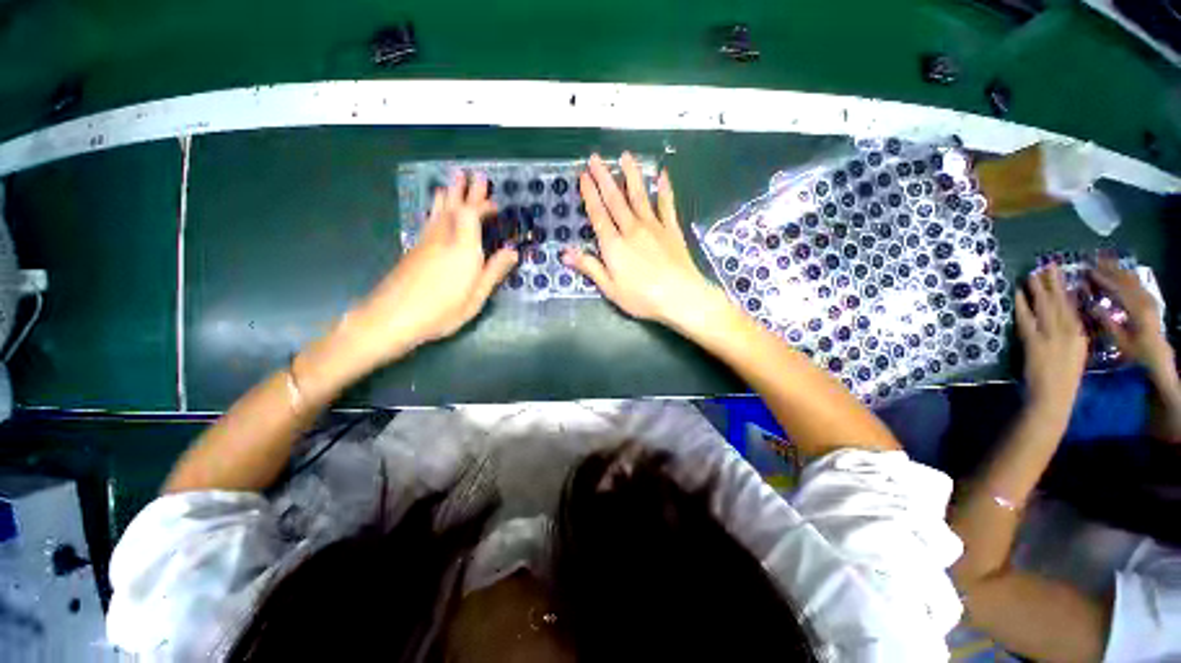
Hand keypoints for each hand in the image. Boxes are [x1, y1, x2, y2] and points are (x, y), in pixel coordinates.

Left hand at [345, 173, 517, 366]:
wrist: (393, 317)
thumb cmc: (442, 310)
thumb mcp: (476, 296)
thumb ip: (494, 271)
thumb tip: (512, 251)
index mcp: (463, 249)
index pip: (472, 215)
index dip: (483, 205)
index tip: (495, 203)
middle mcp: (444, 238)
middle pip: (455, 207)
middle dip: (466, 191)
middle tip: (473, 174)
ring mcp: (426, 242)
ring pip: (439, 211)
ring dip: (448, 194)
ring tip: (452, 181)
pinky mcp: (415, 249)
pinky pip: (429, 220)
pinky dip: (436, 208)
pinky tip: (436, 209)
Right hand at [563, 153, 719, 330]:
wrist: (680, 297)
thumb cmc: (642, 298)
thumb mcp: (610, 288)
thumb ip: (589, 267)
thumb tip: (565, 254)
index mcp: (614, 245)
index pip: (598, 215)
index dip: (590, 195)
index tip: (584, 176)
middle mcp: (631, 229)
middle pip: (615, 200)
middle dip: (604, 178)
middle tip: (596, 158)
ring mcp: (654, 227)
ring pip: (639, 196)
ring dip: (631, 175)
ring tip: (625, 156)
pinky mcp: (672, 230)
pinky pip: (666, 205)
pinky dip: (664, 189)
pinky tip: (662, 175)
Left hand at [1015, 265, 1087, 413]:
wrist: (1053, 398)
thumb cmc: (1063, 380)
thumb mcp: (1074, 354)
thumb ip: (1071, 336)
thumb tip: (1066, 318)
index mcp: (1079, 335)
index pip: (1073, 306)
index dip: (1066, 288)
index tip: (1062, 273)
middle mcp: (1068, 332)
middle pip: (1059, 301)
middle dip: (1053, 282)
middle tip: (1046, 264)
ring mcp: (1050, 336)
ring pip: (1044, 306)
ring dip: (1038, 289)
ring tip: (1032, 273)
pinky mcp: (1034, 342)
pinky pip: (1026, 319)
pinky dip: (1022, 305)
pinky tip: (1018, 294)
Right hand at [1088, 257, 1172, 371]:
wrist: (1158, 355)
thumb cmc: (1136, 351)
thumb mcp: (1120, 340)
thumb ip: (1107, 322)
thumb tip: (1092, 306)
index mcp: (1137, 310)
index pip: (1117, 289)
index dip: (1103, 279)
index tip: (1088, 271)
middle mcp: (1145, 301)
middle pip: (1126, 280)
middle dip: (1110, 270)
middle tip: (1094, 260)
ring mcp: (1149, 299)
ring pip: (1133, 279)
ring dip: (1118, 270)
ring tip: (1105, 262)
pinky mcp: (1150, 301)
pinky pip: (1137, 284)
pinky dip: (1126, 276)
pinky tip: (1119, 273)